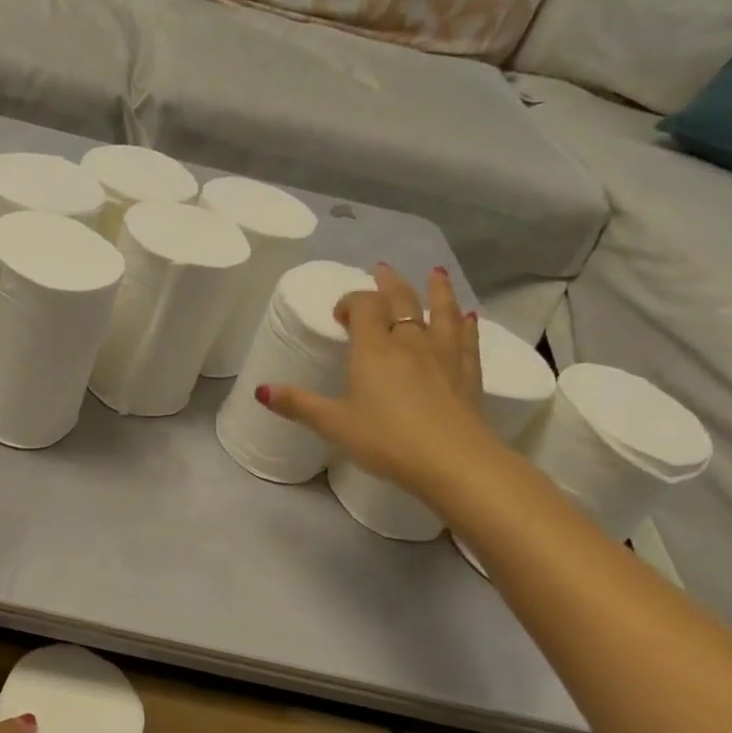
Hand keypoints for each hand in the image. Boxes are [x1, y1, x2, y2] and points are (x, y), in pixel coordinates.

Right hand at [259, 263, 497, 498]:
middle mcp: (410, 343)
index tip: (340, 316)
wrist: (453, 462)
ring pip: (442, 313)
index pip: (364, 307)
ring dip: (437, 291)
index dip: (351, 302)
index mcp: (374, 349)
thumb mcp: (333, 424)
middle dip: (390, 285)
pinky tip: (470, 318)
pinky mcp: (468, 375)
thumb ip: (298, 405)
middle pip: (401, 301)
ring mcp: (444, 356)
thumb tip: (260, 390)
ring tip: (435, 274)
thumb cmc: (386, 440)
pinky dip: (467, 325)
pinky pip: (467, 341)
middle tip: (383, 270)